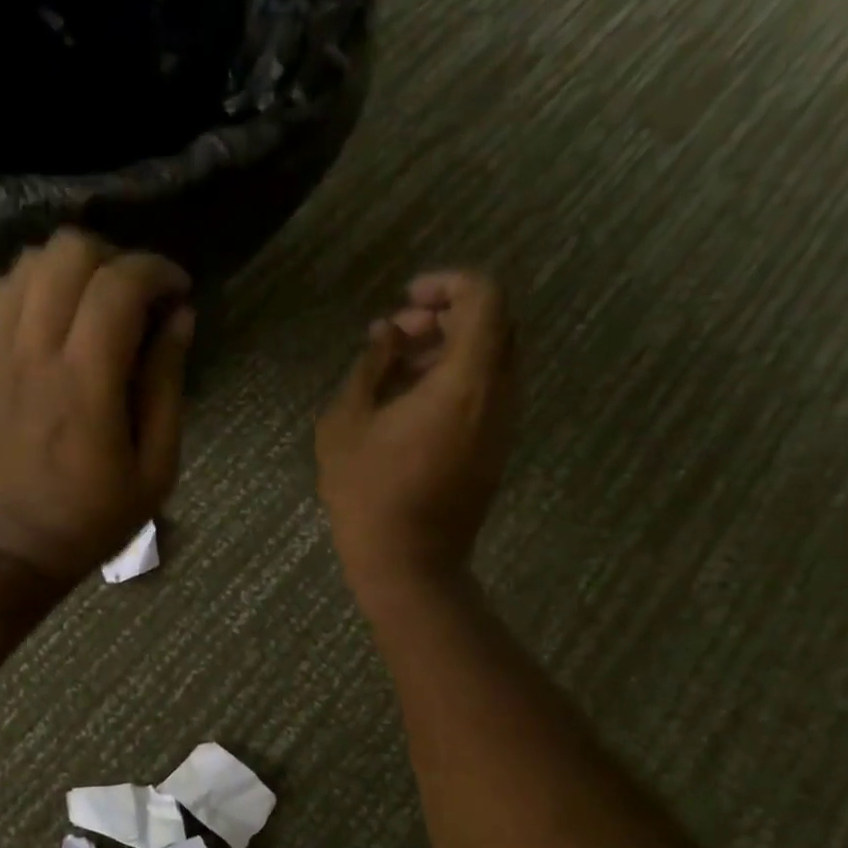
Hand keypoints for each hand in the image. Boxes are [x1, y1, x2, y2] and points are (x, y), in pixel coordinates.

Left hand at [0, 229, 195, 583]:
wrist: (12, 545)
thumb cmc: (93, 517)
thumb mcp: (155, 468)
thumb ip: (166, 386)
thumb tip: (179, 318)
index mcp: (86, 383)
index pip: (118, 285)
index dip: (157, 271)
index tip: (180, 292)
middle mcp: (37, 352)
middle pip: (69, 251)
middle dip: (116, 258)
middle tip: (141, 297)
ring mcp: (2, 352)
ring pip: (31, 260)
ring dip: (75, 265)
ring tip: (102, 301)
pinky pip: (6, 290)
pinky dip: (39, 281)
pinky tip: (63, 313)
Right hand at [316, 270, 515, 598]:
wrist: (408, 565)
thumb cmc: (368, 494)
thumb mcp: (346, 423)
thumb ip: (369, 365)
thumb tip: (388, 334)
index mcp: (465, 381)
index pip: (485, 298)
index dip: (448, 283)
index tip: (407, 299)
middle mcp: (498, 396)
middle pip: (494, 325)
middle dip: (447, 315)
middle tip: (398, 334)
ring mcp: (502, 426)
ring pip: (492, 360)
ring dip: (450, 350)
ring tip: (396, 371)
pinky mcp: (495, 451)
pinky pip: (487, 393)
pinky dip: (456, 380)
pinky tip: (410, 404)